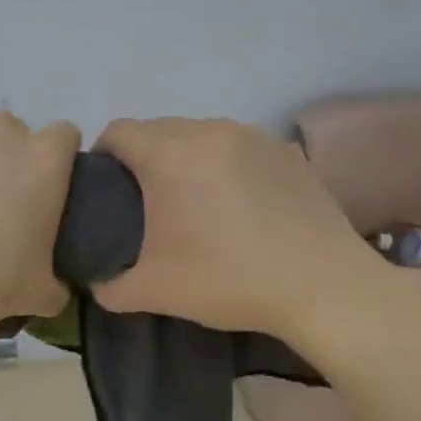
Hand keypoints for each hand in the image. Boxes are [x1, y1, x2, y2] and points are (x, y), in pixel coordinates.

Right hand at [91, 117, 387, 339]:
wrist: (324, 287)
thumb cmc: (228, 280)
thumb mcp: (153, 291)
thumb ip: (109, 285)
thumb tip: (96, 283)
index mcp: (169, 155)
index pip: (118, 131)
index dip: (103, 155)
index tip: (105, 187)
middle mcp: (208, 131)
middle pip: (158, 128)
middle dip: (142, 156)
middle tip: (145, 200)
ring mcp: (252, 136)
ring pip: (199, 133)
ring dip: (184, 156)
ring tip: (192, 198)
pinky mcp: (285, 151)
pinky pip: (237, 145)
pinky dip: (224, 163)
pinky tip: (237, 202)